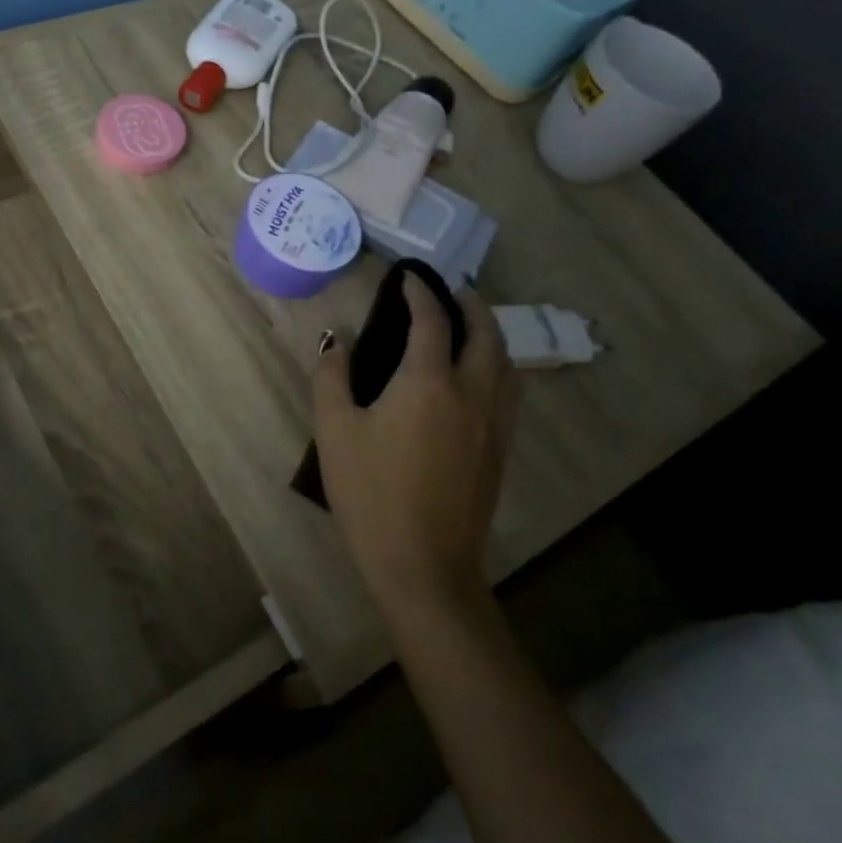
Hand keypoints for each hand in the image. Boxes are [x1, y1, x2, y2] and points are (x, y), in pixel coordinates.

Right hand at [313, 279, 518, 622]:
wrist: (422, 564)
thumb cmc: (370, 493)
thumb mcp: (335, 430)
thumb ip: (332, 376)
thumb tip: (337, 341)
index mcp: (428, 383)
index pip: (431, 321)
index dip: (419, 293)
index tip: (408, 277)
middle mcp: (471, 394)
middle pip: (485, 335)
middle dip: (471, 306)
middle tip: (452, 291)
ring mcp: (493, 425)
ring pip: (506, 363)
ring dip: (490, 334)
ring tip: (470, 325)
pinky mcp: (500, 451)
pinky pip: (509, 391)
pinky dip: (498, 365)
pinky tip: (478, 376)